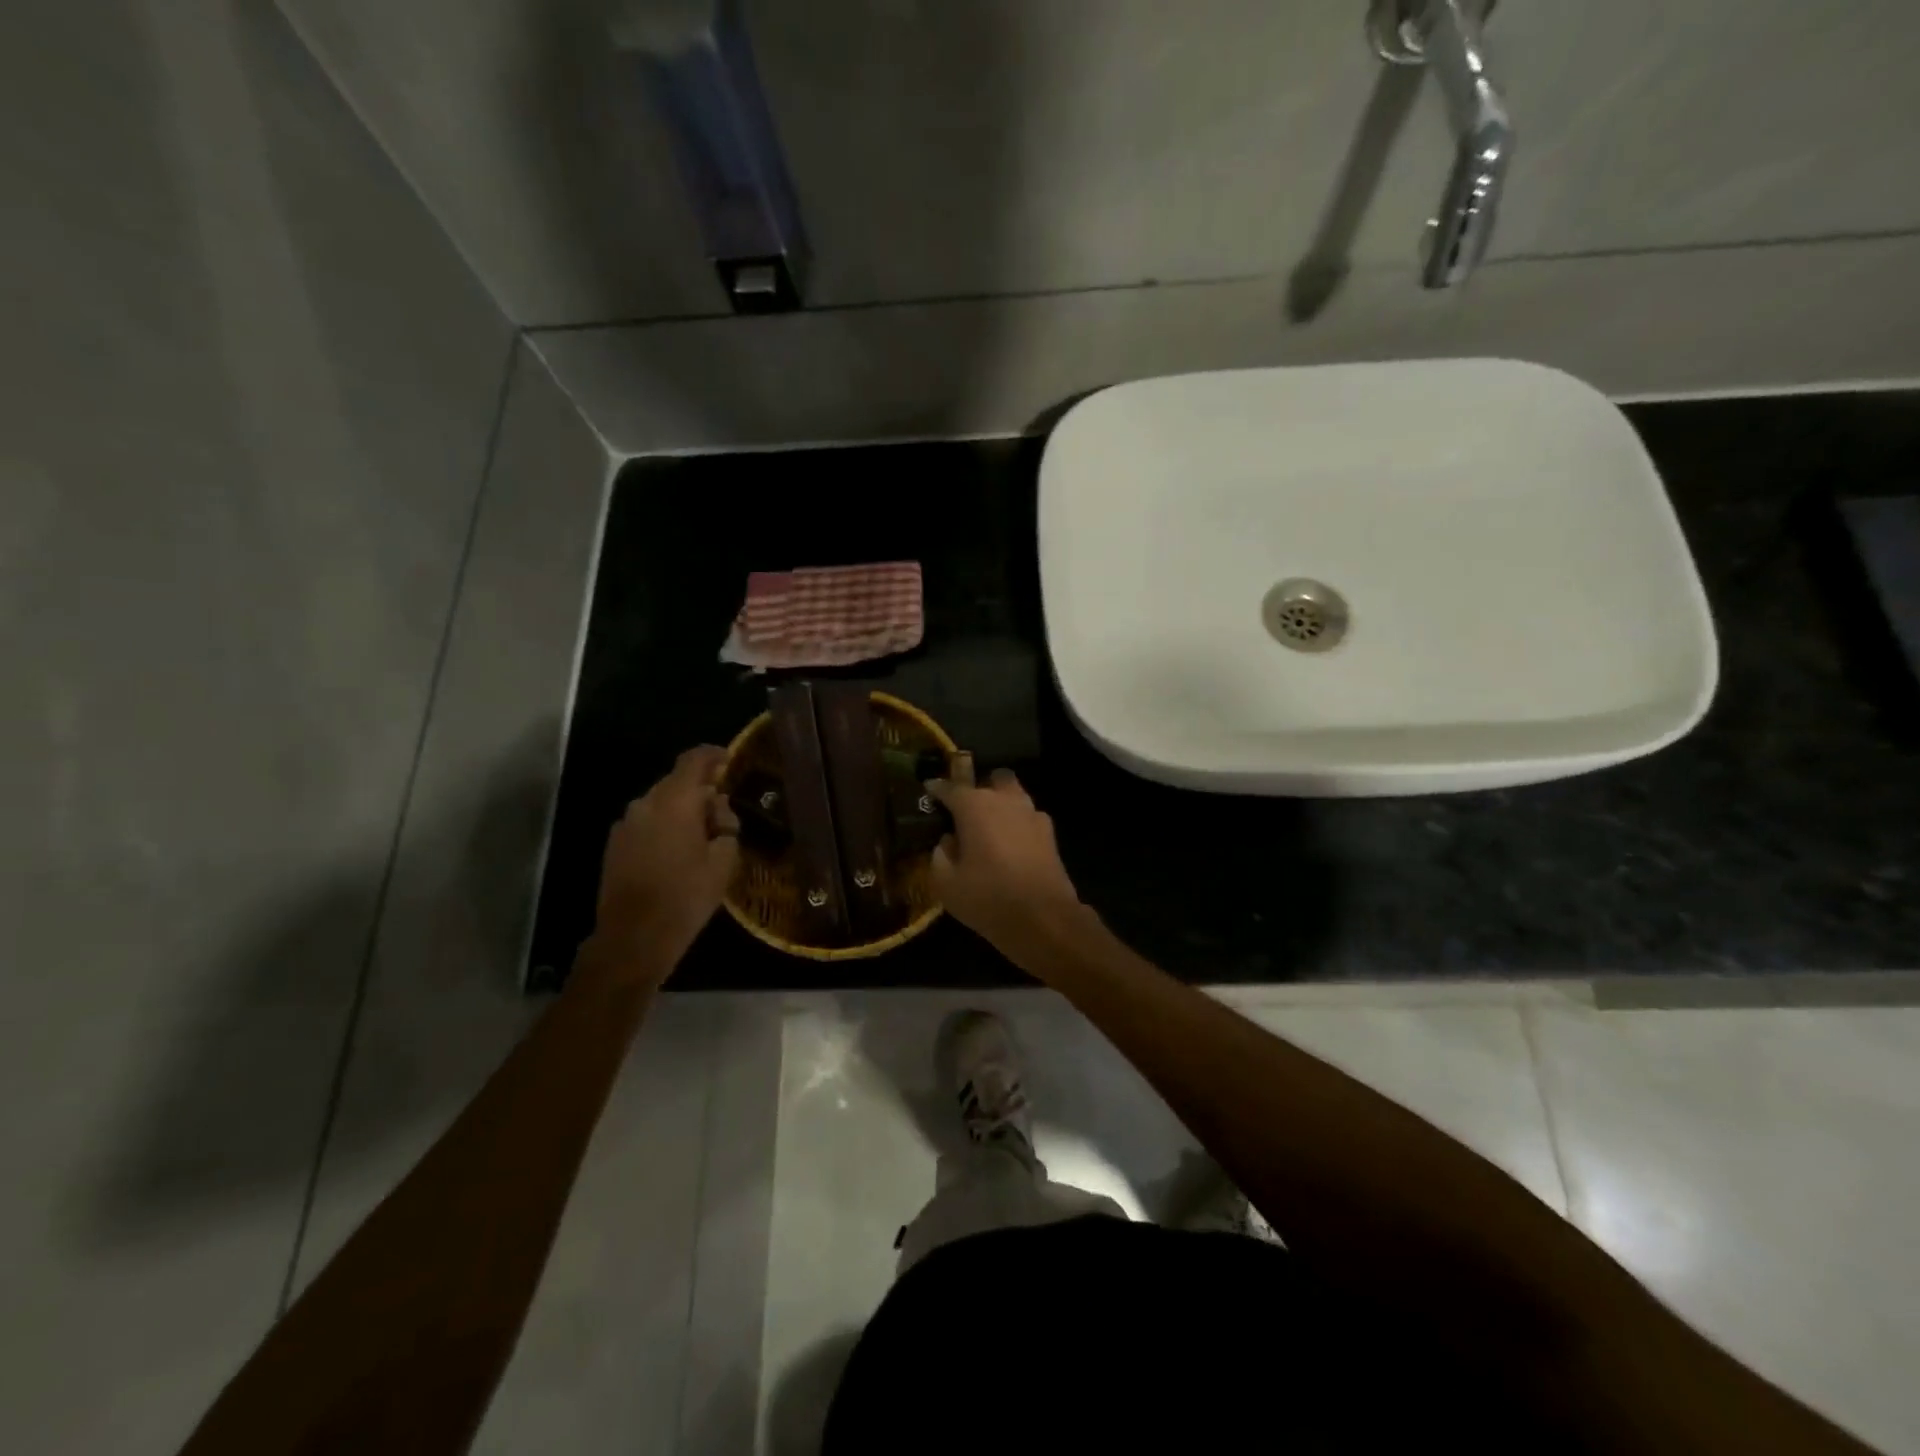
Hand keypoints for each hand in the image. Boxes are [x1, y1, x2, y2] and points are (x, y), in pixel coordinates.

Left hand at [588, 746, 739, 984]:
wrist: (633, 938)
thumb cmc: (685, 896)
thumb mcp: (723, 861)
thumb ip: (725, 826)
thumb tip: (717, 812)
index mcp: (674, 802)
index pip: (694, 760)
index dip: (714, 755)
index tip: (730, 761)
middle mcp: (645, 804)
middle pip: (676, 783)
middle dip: (701, 792)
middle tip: (724, 817)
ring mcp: (625, 825)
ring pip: (660, 804)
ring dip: (682, 812)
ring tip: (702, 839)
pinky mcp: (615, 845)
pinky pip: (646, 823)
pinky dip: (665, 828)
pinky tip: (678, 854)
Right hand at [926, 756, 1087, 968]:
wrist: (1044, 919)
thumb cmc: (988, 898)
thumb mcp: (947, 884)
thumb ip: (939, 856)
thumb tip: (947, 842)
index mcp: (975, 806)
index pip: (951, 787)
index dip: (937, 789)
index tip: (929, 790)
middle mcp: (1005, 801)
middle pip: (992, 780)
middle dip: (980, 790)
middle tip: (967, 812)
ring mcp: (1032, 814)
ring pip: (1014, 796)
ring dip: (1002, 805)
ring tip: (989, 829)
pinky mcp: (1050, 834)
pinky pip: (1028, 818)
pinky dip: (1018, 825)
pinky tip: (1011, 846)